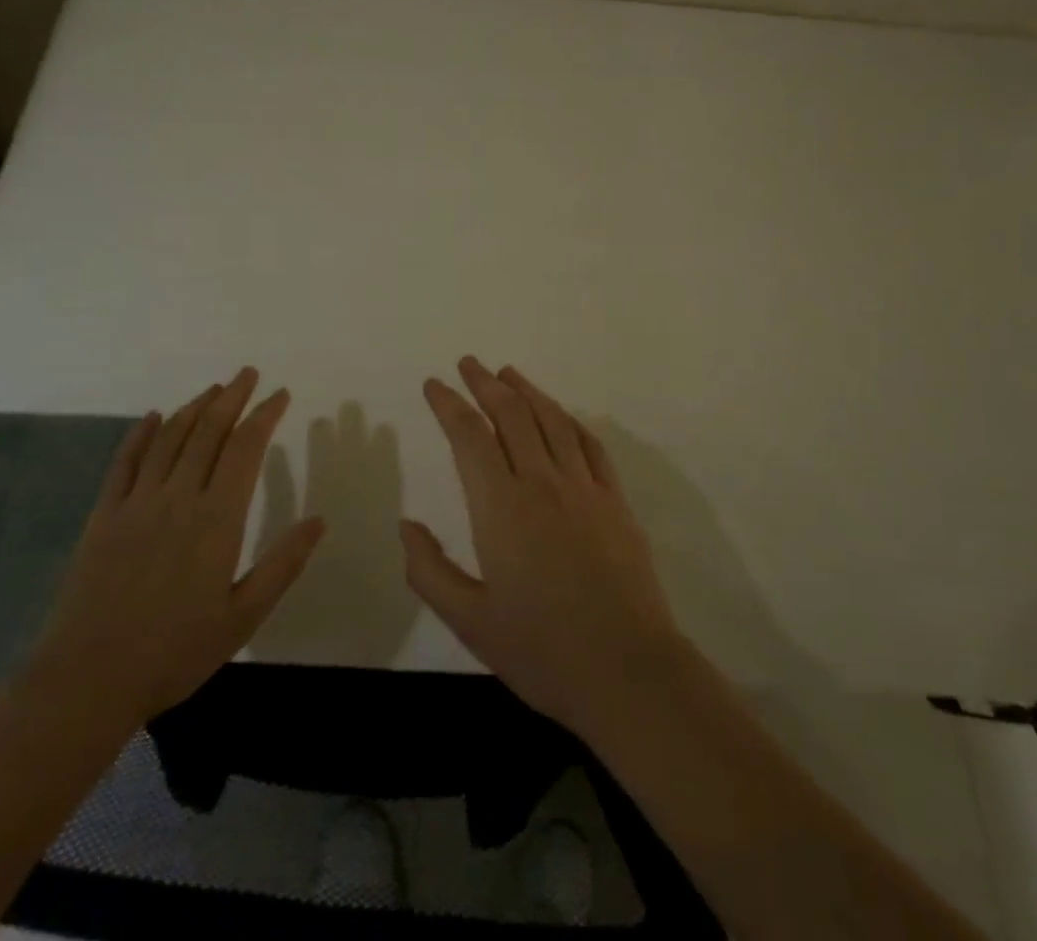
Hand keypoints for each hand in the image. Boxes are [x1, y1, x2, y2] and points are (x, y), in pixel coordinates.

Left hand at [25, 368, 325, 729]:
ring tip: (213, 390)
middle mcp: (178, 496)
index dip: (265, 415)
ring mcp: (137, 502)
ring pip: (170, 438)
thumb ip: (282, 564)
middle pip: (209, 431)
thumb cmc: (175, 652)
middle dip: (232, 397)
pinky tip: (152, 417)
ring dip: (194, 408)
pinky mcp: (104, 515)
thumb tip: (320, 520)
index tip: (280, 394)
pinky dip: (141, 434)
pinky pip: (125, 462)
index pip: (246, 448)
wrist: (88, 679)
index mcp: (217, 518)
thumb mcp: (243, 616)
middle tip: (248, 374)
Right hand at [402, 357, 690, 737]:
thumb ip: (430, 570)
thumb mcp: (470, 621)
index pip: (469, 436)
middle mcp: (542, 483)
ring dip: (527, 390)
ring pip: (552, 420)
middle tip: (468, 364)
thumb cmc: (542, 650)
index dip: (448, 404)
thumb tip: (407, 525)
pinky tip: (560, 415)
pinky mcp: (615, 502)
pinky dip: (569, 420)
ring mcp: (584, 488)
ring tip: (508, 373)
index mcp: (501, 507)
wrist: (629, 672)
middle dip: (485, 383)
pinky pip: (589, 444)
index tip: (434, 384)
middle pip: (511, 414)